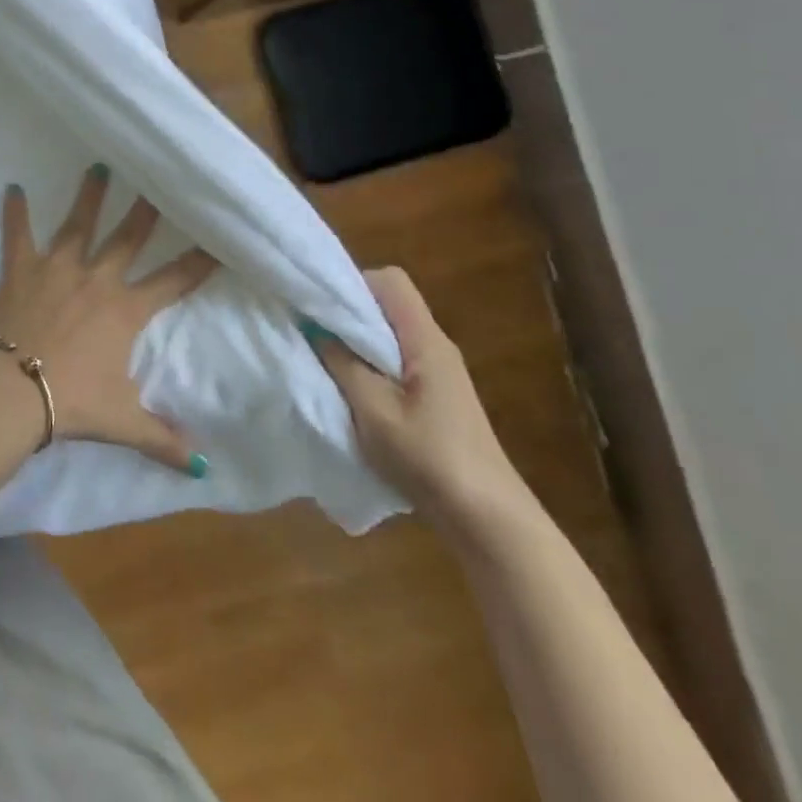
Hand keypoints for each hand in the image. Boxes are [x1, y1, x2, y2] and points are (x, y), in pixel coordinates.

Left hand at [0, 165, 217, 475]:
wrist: (14, 390)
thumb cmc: (73, 401)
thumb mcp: (124, 423)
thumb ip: (164, 440)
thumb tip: (204, 466)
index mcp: (125, 310)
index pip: (173, 281)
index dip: (199, 261)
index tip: (218, 237)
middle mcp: (97, 278)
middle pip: (128, 237)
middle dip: (146, 209)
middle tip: (158, 180)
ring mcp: (57, 268)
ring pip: (78, 224)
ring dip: (89, 195)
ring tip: (98, 166)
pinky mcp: (22, 269)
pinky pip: (18, 235)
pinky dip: (14, 213)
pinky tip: (12, 188)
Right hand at [301, 268, 528, 527]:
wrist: (488, 520)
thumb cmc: (430, 458)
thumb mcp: (374, 410)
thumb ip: (342, 363)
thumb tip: (313, 328)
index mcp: (425, 340)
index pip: (390, 281)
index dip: (353, 283)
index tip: (320, 305)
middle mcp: (435, 346)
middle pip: (387, 304)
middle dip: (348, 312)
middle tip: (313, 331)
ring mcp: (438, 372)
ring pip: (389, 334)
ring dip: (356, 342)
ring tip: (325, 359)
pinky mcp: (436, 397)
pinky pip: (395, 360)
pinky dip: (369, 364)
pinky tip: (351, 390)